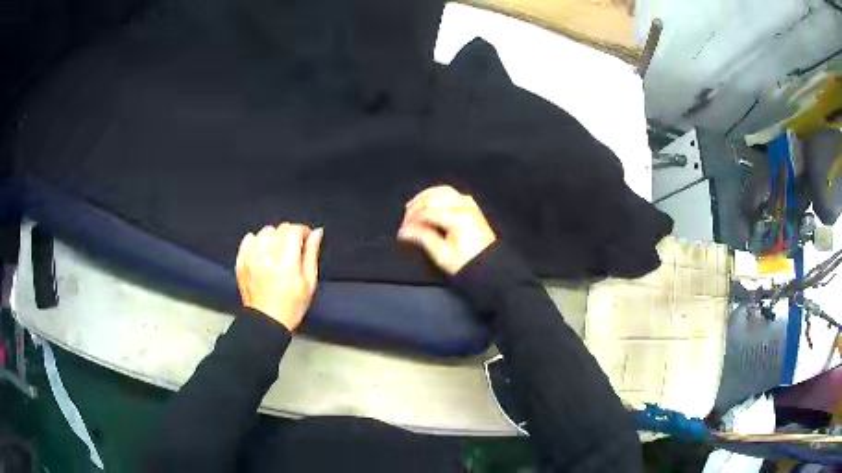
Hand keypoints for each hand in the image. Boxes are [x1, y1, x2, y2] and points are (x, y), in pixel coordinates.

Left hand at [235, 223, 322, 330]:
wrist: (267, 321)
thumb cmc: (291, 306)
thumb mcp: (309, 282)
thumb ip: (311, 254)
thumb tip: (316, 233)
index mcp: (286, 261)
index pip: (293, 230)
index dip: (302, 231)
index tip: (306, 239)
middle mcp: (267, 256)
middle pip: (279, 229)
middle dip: (289, 234)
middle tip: (294, 248)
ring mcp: (252, 258)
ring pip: (264, 232)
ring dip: (273, 237)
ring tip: (277, 251)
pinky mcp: (241, 262)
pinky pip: (248, 239)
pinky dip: (256, 241)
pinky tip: (263, 252)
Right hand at [398, 185, 495, 274]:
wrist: (491, 267)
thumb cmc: (468, 264)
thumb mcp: (443, 256)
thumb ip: (424, 239)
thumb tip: (406, 230)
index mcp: (457, 218)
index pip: (427, 211)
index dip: (411, 220)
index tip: (402, 231)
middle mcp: (464, 207)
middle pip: (433, 198)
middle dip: (416, 207)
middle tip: (405, 219)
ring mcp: (470, 205)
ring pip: (442, 191)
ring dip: (425, 197)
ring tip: (413, 207)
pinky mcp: (472, 207)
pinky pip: (452, 193)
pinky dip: (438, 195)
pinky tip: (431, 202)